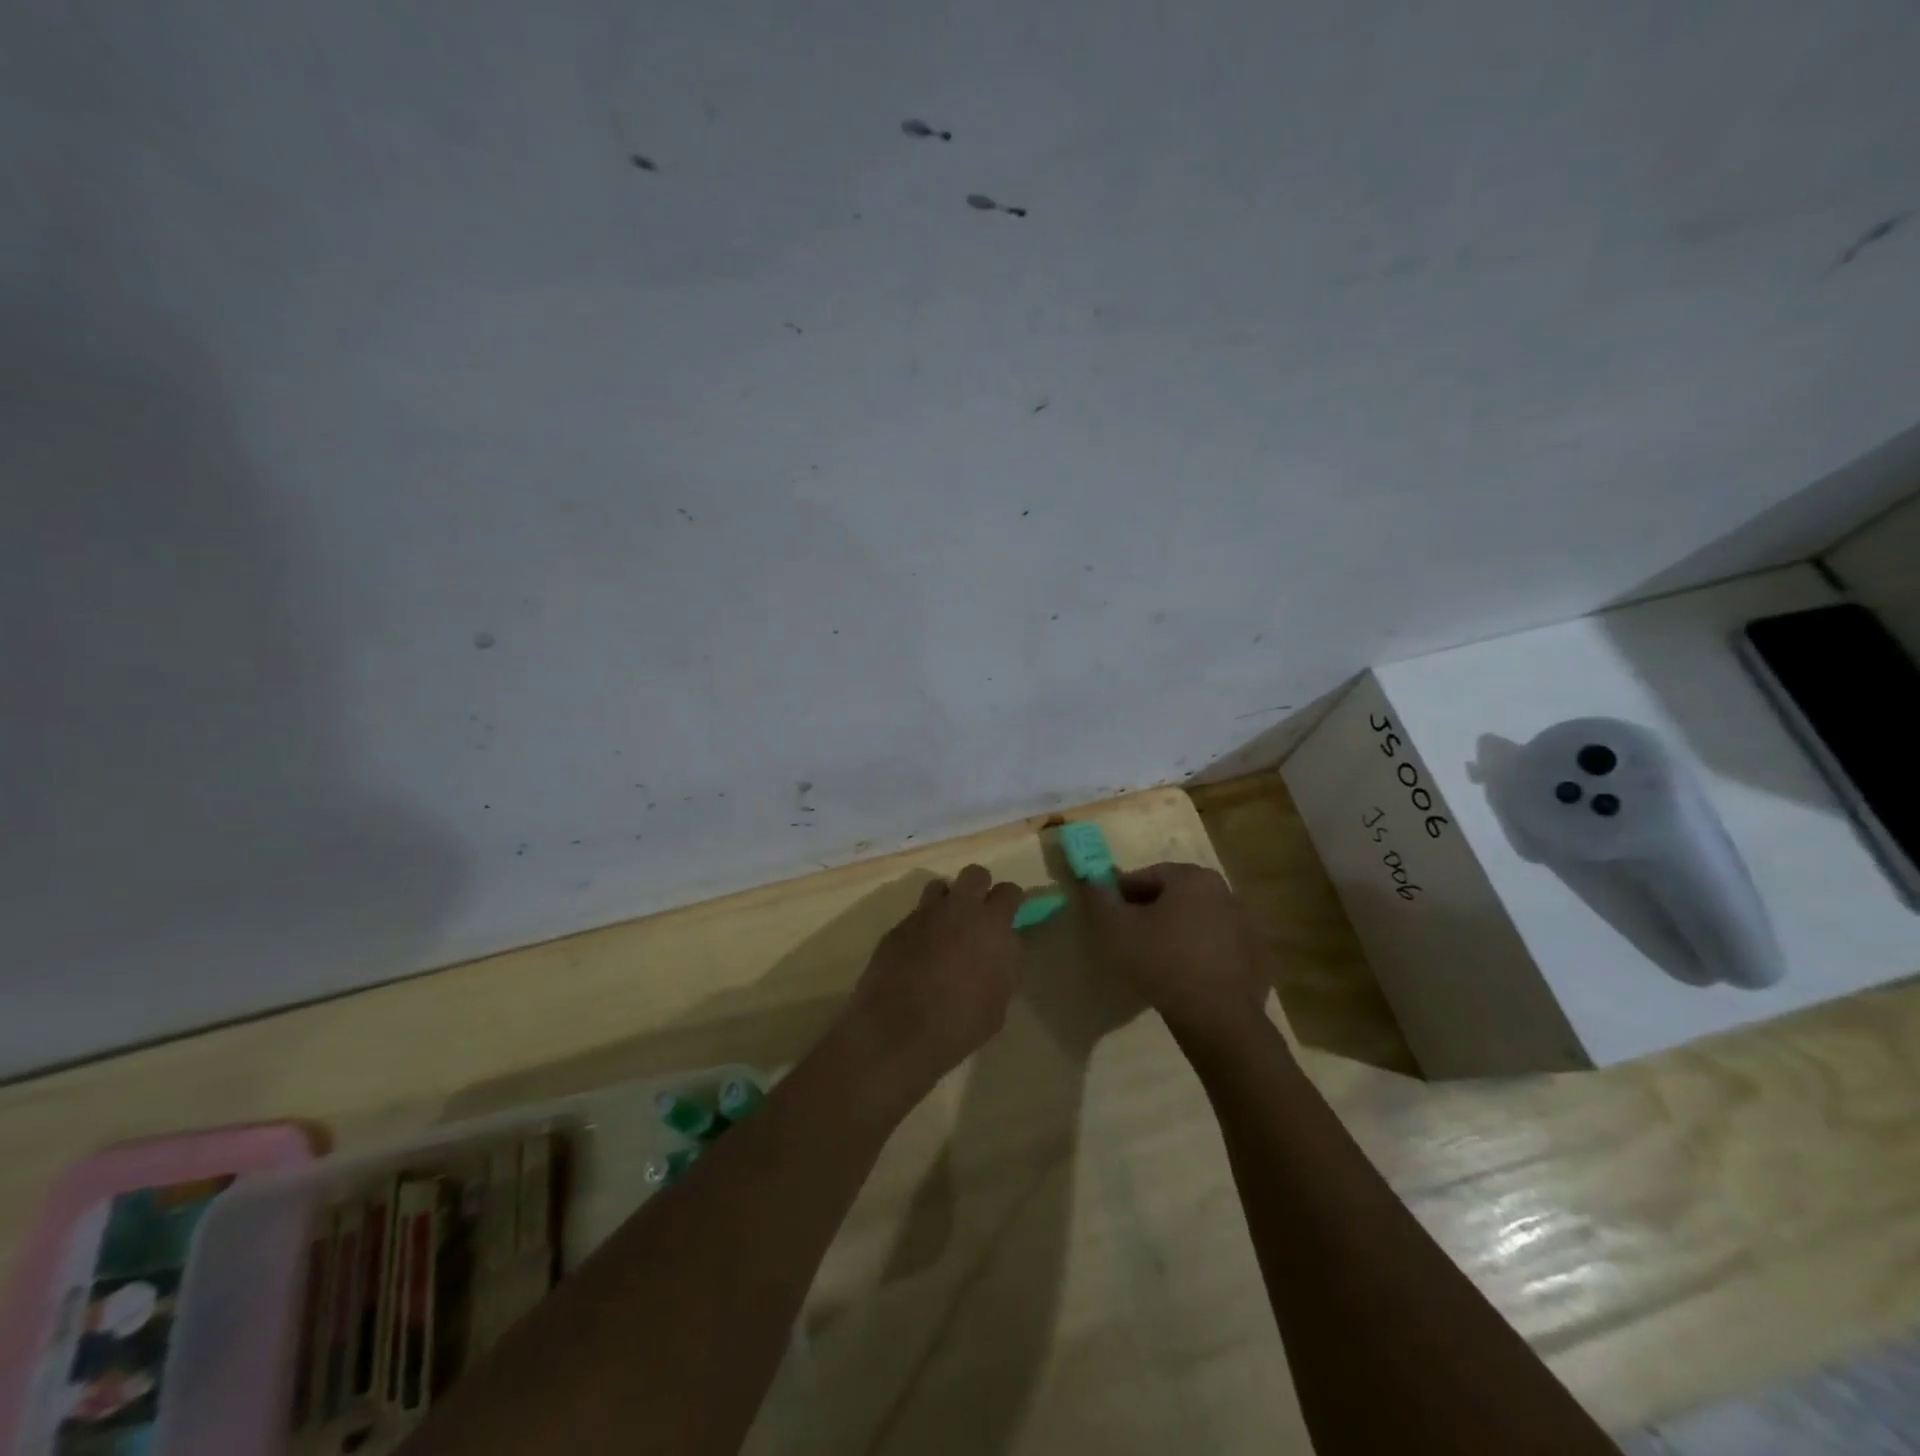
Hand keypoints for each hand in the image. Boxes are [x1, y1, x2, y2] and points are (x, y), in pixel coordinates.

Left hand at [836, 865, 1023, 1104]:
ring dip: (948, 901)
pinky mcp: (897, 927)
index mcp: (991, 924)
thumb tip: (1002, 949)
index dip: (1011, 901)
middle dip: (980, 888)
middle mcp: (958, 909)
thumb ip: (1004, 965)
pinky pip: (916, 914)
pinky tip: (920, 951)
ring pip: (940, 887)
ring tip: (947, 927)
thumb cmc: (959, 1023)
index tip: (1009, 915)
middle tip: (979, 913)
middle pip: (974, 874)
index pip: (1009, 892)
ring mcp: (924, 914)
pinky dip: (923, 926)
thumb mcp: (998, 1001)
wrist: (897, 1031)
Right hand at [1084, 862, 1272, 1041]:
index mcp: (1194, 878)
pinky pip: (1221, 948)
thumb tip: (1092, 880)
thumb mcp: (1117, 928)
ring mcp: (1248, 926)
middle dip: (1152, 910)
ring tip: (1158, 959)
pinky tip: (1188, 977)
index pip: (1150, 875)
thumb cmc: (1162, 962)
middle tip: (1131, 936)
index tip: (1110, 913)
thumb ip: (1099, 898)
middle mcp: (1226, 893)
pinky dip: (1203, 955)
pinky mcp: (1260, 958)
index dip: (1124, 892)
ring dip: (1179, 932)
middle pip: (1178, 896)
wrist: (1218, 1019)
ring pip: (1201, 921)